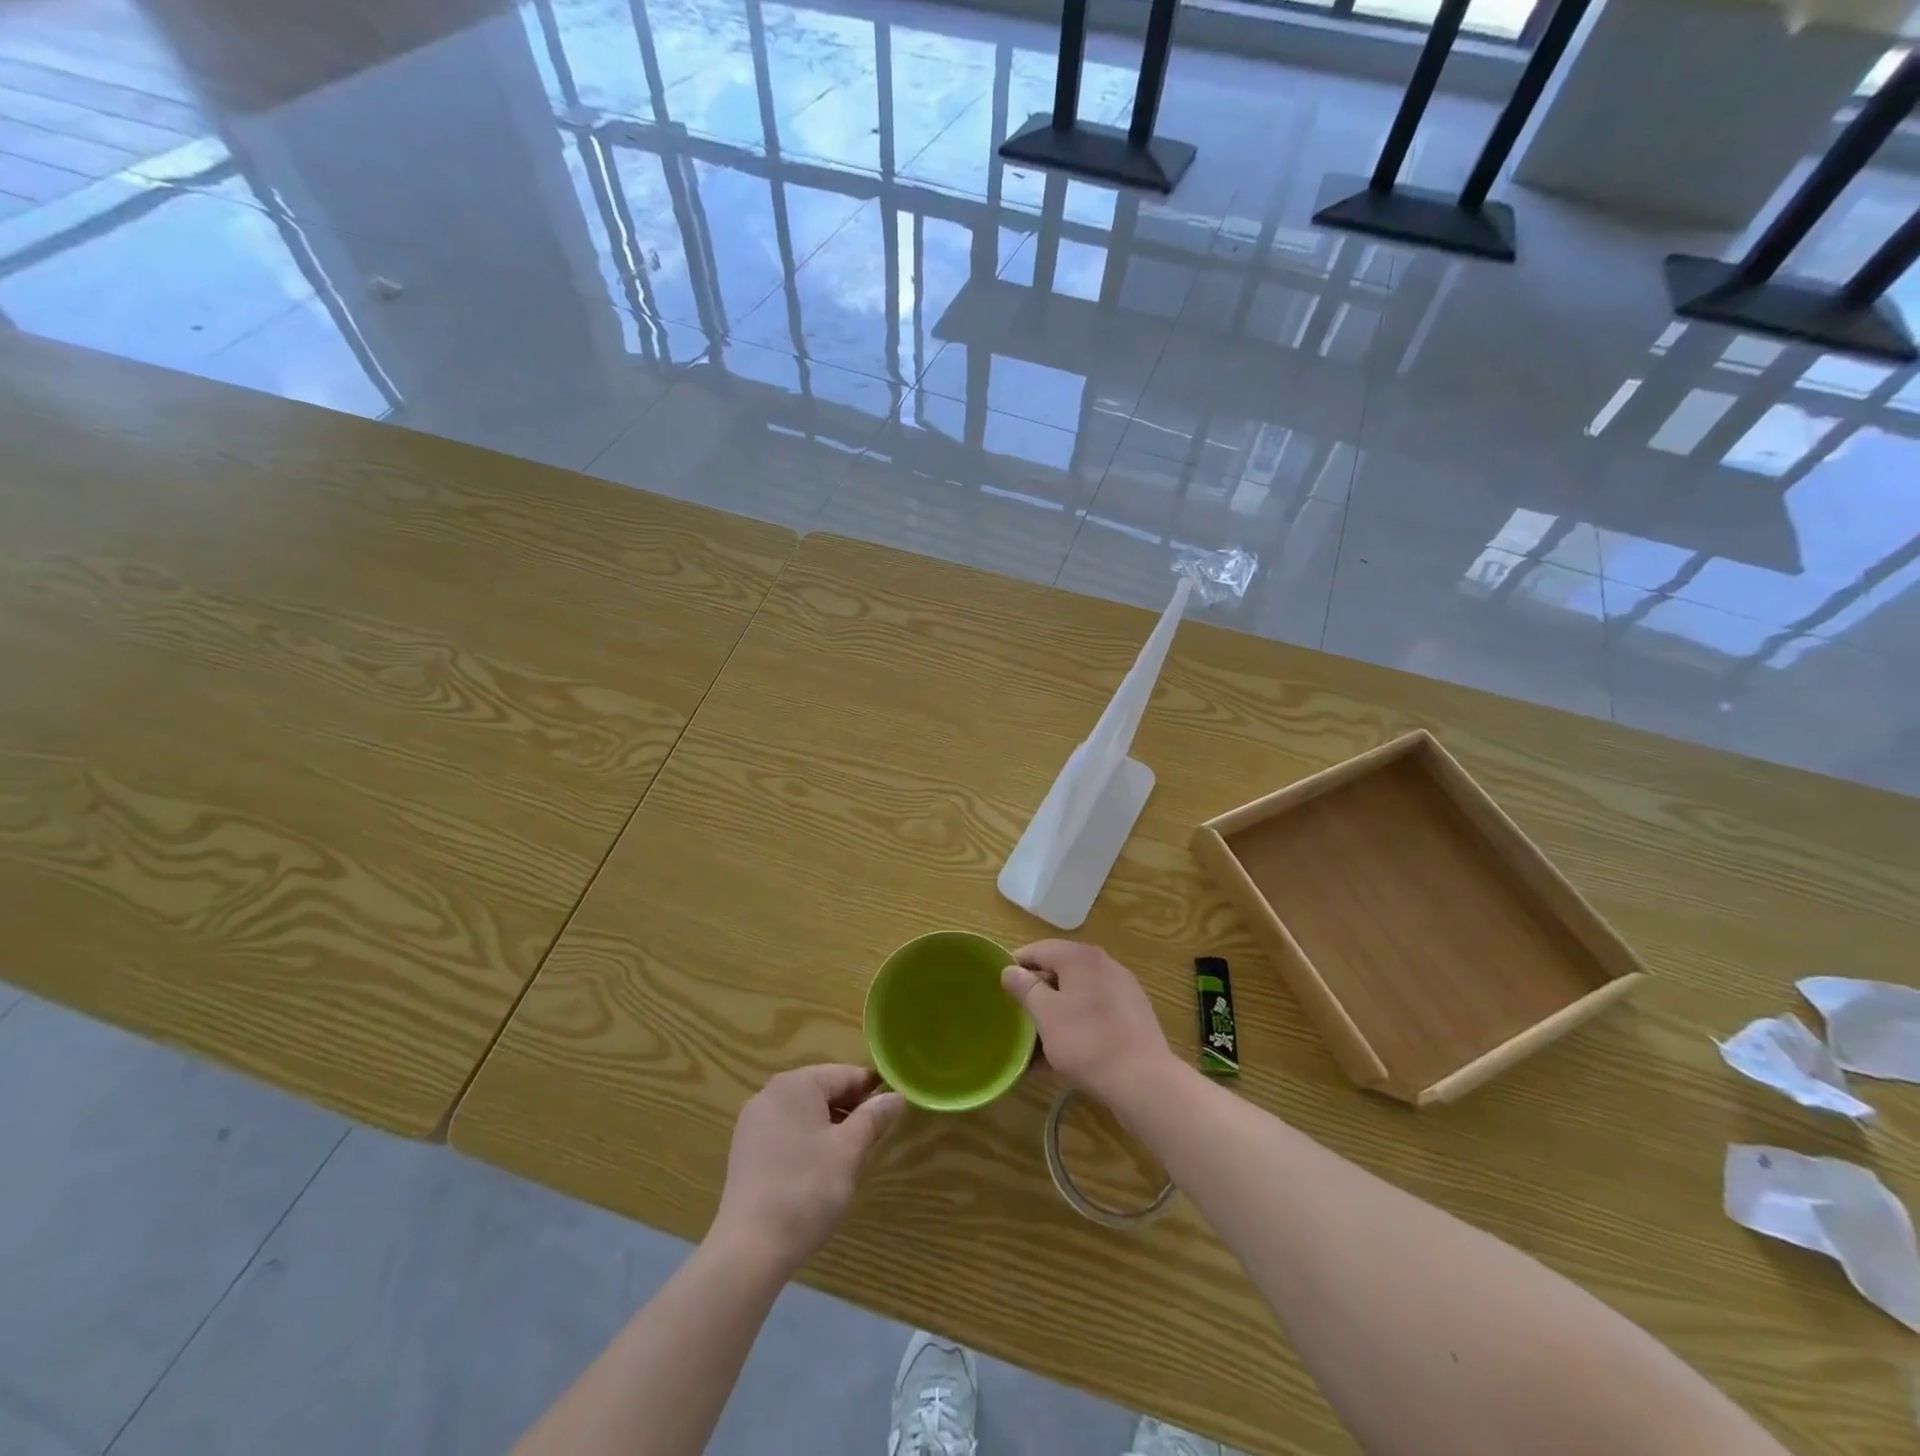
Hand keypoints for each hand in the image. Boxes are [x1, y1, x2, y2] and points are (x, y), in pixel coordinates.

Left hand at [711, 1065, 905, 1274]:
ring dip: (831, 1127)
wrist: (749, 1251)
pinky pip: (787, 1132)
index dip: (872, 1090)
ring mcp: (753, 1123)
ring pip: (805, 1113)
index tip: (894, 1110)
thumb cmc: (806, 1190)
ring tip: (851, 1156)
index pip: (844, 1075)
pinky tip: (820, 1171)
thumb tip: (895, 1096)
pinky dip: (808, 1142)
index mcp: (795, 1084)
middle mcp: (770, 1094)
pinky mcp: (746, 1151)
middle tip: (875, 1138)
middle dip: (851, 1110)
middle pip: (823, 1091)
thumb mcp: (849, 1151)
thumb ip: (874, 1118)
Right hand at [1000, 940, 1175, 1107]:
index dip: (1017, 965)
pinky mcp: (1133, 1012)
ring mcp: (1122, 987)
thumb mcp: (1046, 1014)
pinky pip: (1096, 1009)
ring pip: (1079, 991)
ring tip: (1040, 1037)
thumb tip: (1009, 970)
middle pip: (1061, 968)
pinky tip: (1067, 1050)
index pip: (1039, 949)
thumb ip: (1026, 988)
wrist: (1143, 1079)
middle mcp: (1104, 963)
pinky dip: (1078, 1021)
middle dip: (1038, 990)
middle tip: (1019, 1014)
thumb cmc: (1086, 1041)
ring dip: (1057, 1009)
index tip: (1002, 988)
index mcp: (1080, 957)